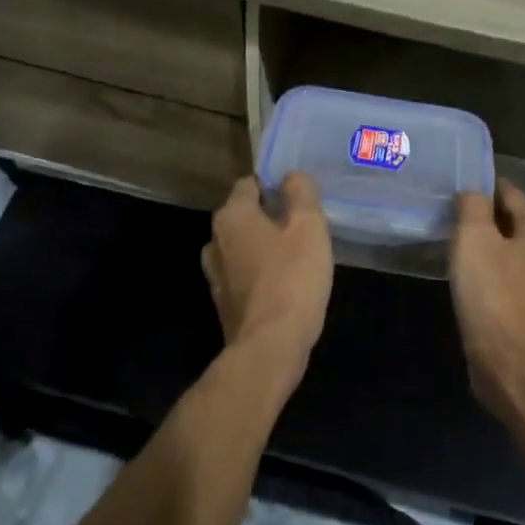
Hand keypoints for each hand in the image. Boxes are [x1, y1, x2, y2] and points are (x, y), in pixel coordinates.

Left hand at [202, 173, 333, 379]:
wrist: (269, 349)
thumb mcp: (309, 227)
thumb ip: (301, 193)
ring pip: (242, 246)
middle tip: (302, 223)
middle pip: (243, 215)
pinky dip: (259, 272)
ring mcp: (215, 274)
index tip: (299, 195)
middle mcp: (215, 240)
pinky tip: (284, 281)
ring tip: (295, 252)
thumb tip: (292, 176)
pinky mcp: (223, 303)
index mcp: (232, 215)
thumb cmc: (291, 279)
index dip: (274, 184)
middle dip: (269, 215)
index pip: (249, 184)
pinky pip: (243, 274)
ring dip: (263, 245)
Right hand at [449, 179, 524, 417]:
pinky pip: (506, 283)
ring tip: (457, 245)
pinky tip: (469, 281)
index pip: (512, 195)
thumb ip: (473, 206)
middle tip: (453, 212)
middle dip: (487, 217)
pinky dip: (489, 276)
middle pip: (514, 225)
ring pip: (511, 255)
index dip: (488, 184)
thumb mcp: (475, 238)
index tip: (463, 181)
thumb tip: (473, 191)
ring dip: (488, 248)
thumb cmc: (493, 294)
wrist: (512, 366)